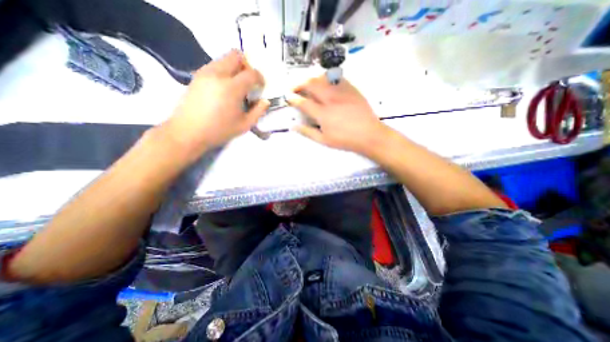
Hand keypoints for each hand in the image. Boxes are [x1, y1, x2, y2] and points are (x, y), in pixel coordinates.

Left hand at [164, 51, 267, 159]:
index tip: (261, 86)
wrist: (188, 132)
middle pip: (236, 56)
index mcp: (232, 88)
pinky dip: (224, 71)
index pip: (251, 73)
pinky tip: (225, 87)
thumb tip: (265, 101)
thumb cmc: (219, 130)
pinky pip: (215, 65)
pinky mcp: (197, 76)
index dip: (260, 78)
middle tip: (249, 81)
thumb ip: (258, 111)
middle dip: (247, 65)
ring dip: (235, 67)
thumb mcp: (245, 125)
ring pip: (224, 58)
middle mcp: (218, 74)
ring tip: (237, 85)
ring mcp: (205, 73)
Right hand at [287, 75, 390, 154]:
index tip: (288, 97)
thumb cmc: (345, 140)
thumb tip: (293, 126)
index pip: (303, 102)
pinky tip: (324, 82)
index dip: (293, 98)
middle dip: (298, 83)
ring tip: (307, 84)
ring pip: (322, 77)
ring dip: (311, 79)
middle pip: (311, 84)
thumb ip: (308, 132)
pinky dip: (326, 78)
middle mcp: (330, 99)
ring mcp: (342, 92)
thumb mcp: (324, 140)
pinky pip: (336, 77)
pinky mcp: (351, 88)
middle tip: (294, 87)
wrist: (369, 134)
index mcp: (323, 114)